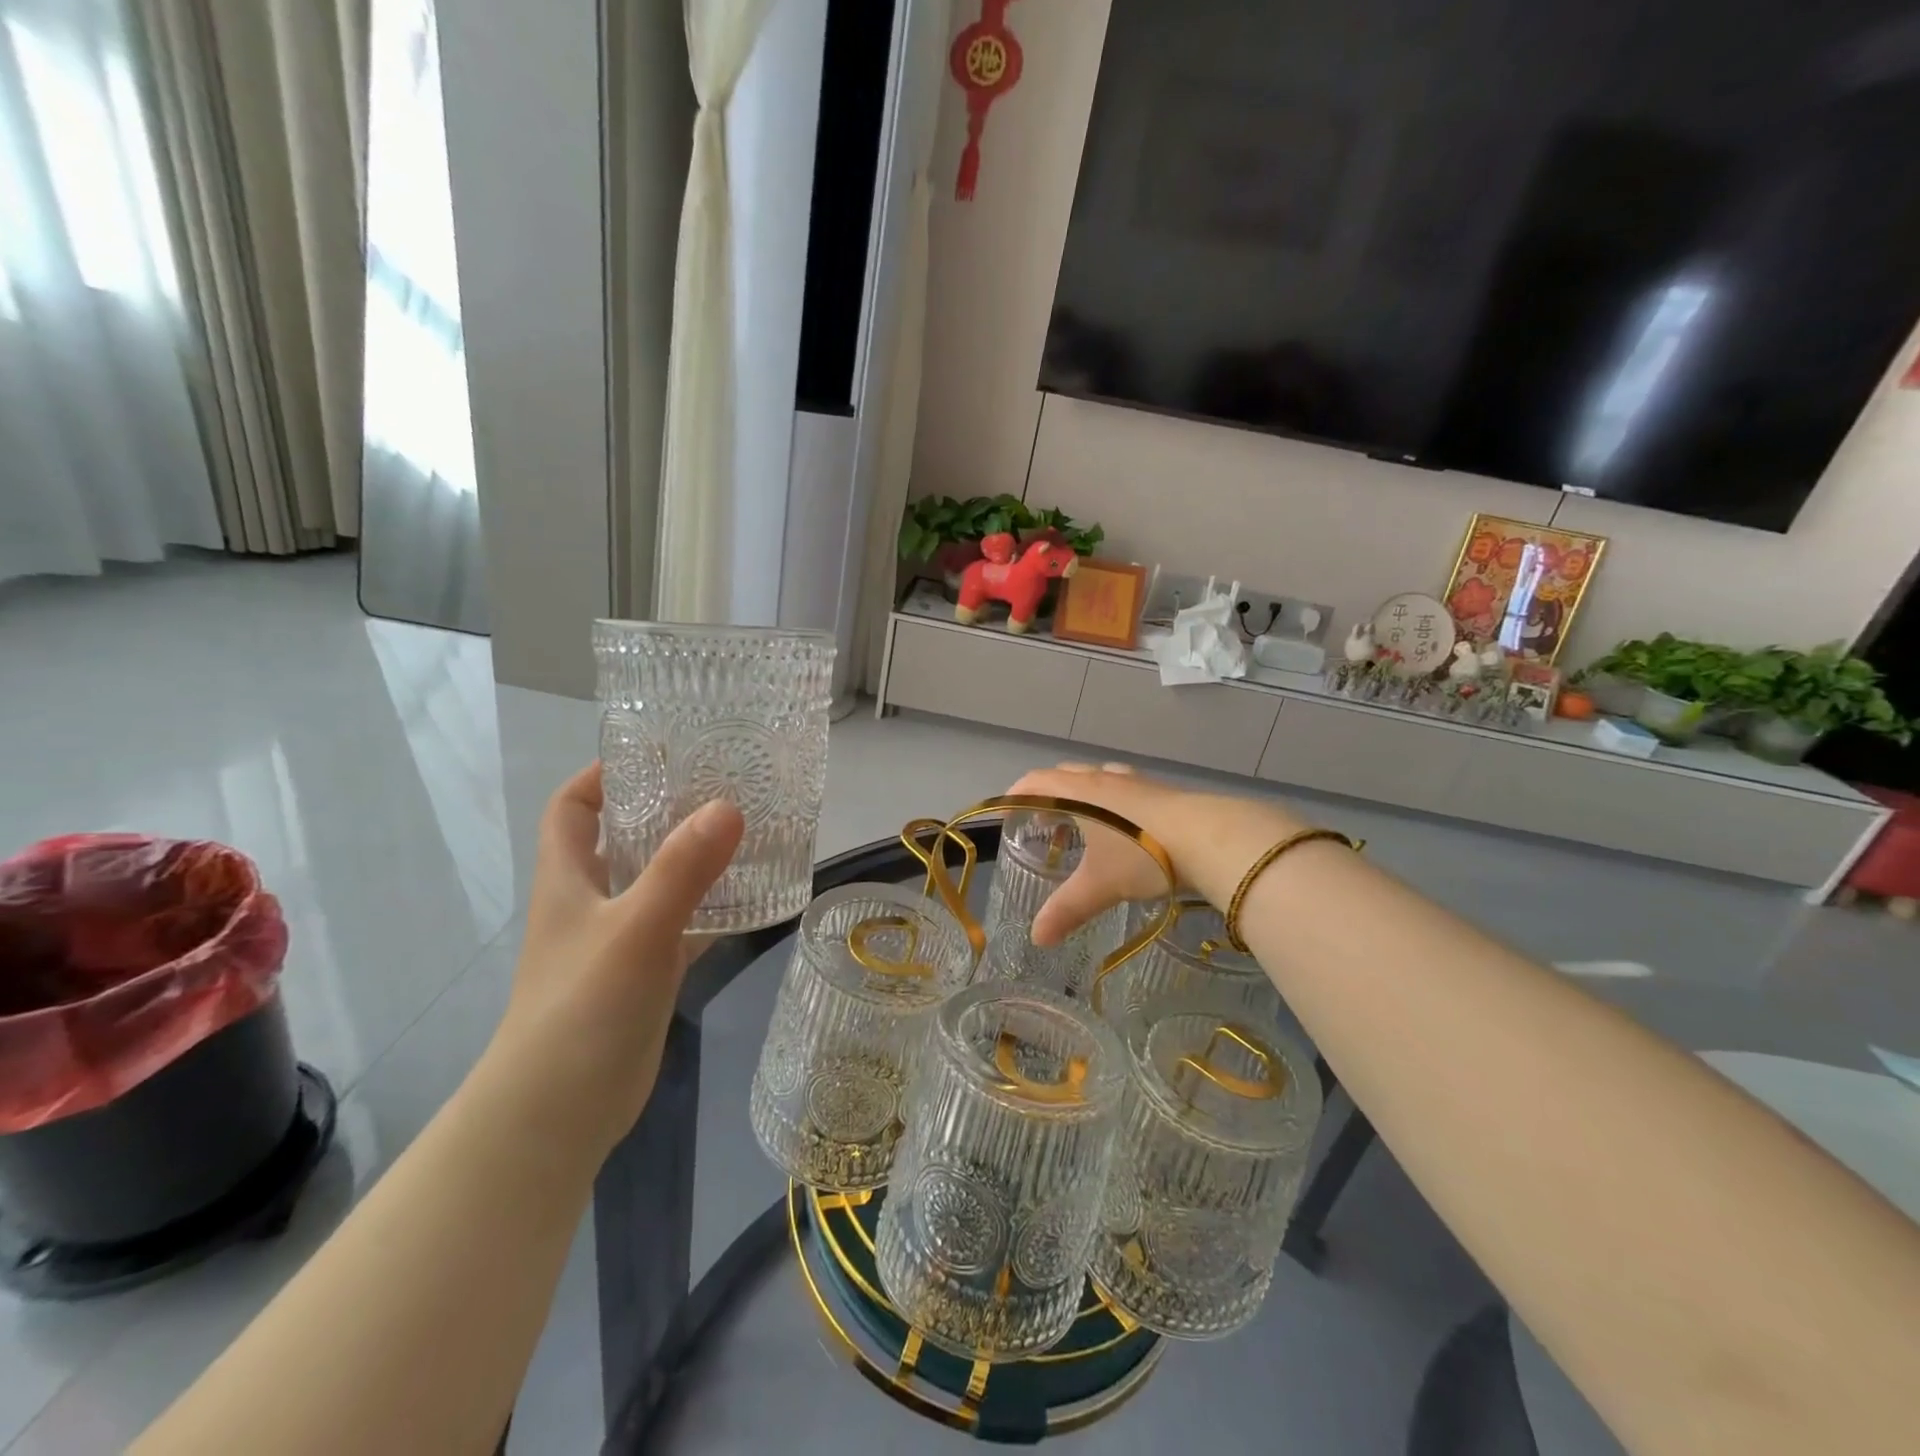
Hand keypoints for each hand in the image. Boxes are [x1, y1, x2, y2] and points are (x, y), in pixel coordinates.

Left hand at [486, 764, 743, 1152]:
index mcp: (568, 878)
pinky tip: (752, 897)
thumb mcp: (636, 928)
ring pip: (657, 880)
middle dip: (664, 808)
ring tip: (746, 830)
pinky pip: (683, 924)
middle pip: (622, 837)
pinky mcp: (645, 972)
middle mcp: (591, 901)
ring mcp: (618, 938)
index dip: (602, 774)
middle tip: (721, 784)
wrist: (558, 1113)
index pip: (572, 807)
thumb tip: (728, 806)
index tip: (655, 753)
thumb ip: (682, 868)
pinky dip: (711, 908)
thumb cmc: (582, 1007)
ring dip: (693, 856)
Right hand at [1006, 762, 1302, 944]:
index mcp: (1081, 792)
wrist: (1210, 838)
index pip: (1037, 781)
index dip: (1017, 793)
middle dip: (1049, 795)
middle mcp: (1105, 780)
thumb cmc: (1143, 854)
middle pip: (1066, 775)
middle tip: (1043, 823)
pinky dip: (1111, 802)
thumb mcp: (1100, 886)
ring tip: (1083, 824)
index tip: (1005, 811)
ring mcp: (1136, 783)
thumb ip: (1066, 910)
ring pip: (1098, 779)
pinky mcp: (1163, 792)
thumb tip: (1037, 938)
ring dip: (1082, 796)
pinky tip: (1124, 828)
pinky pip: (1124, 788)